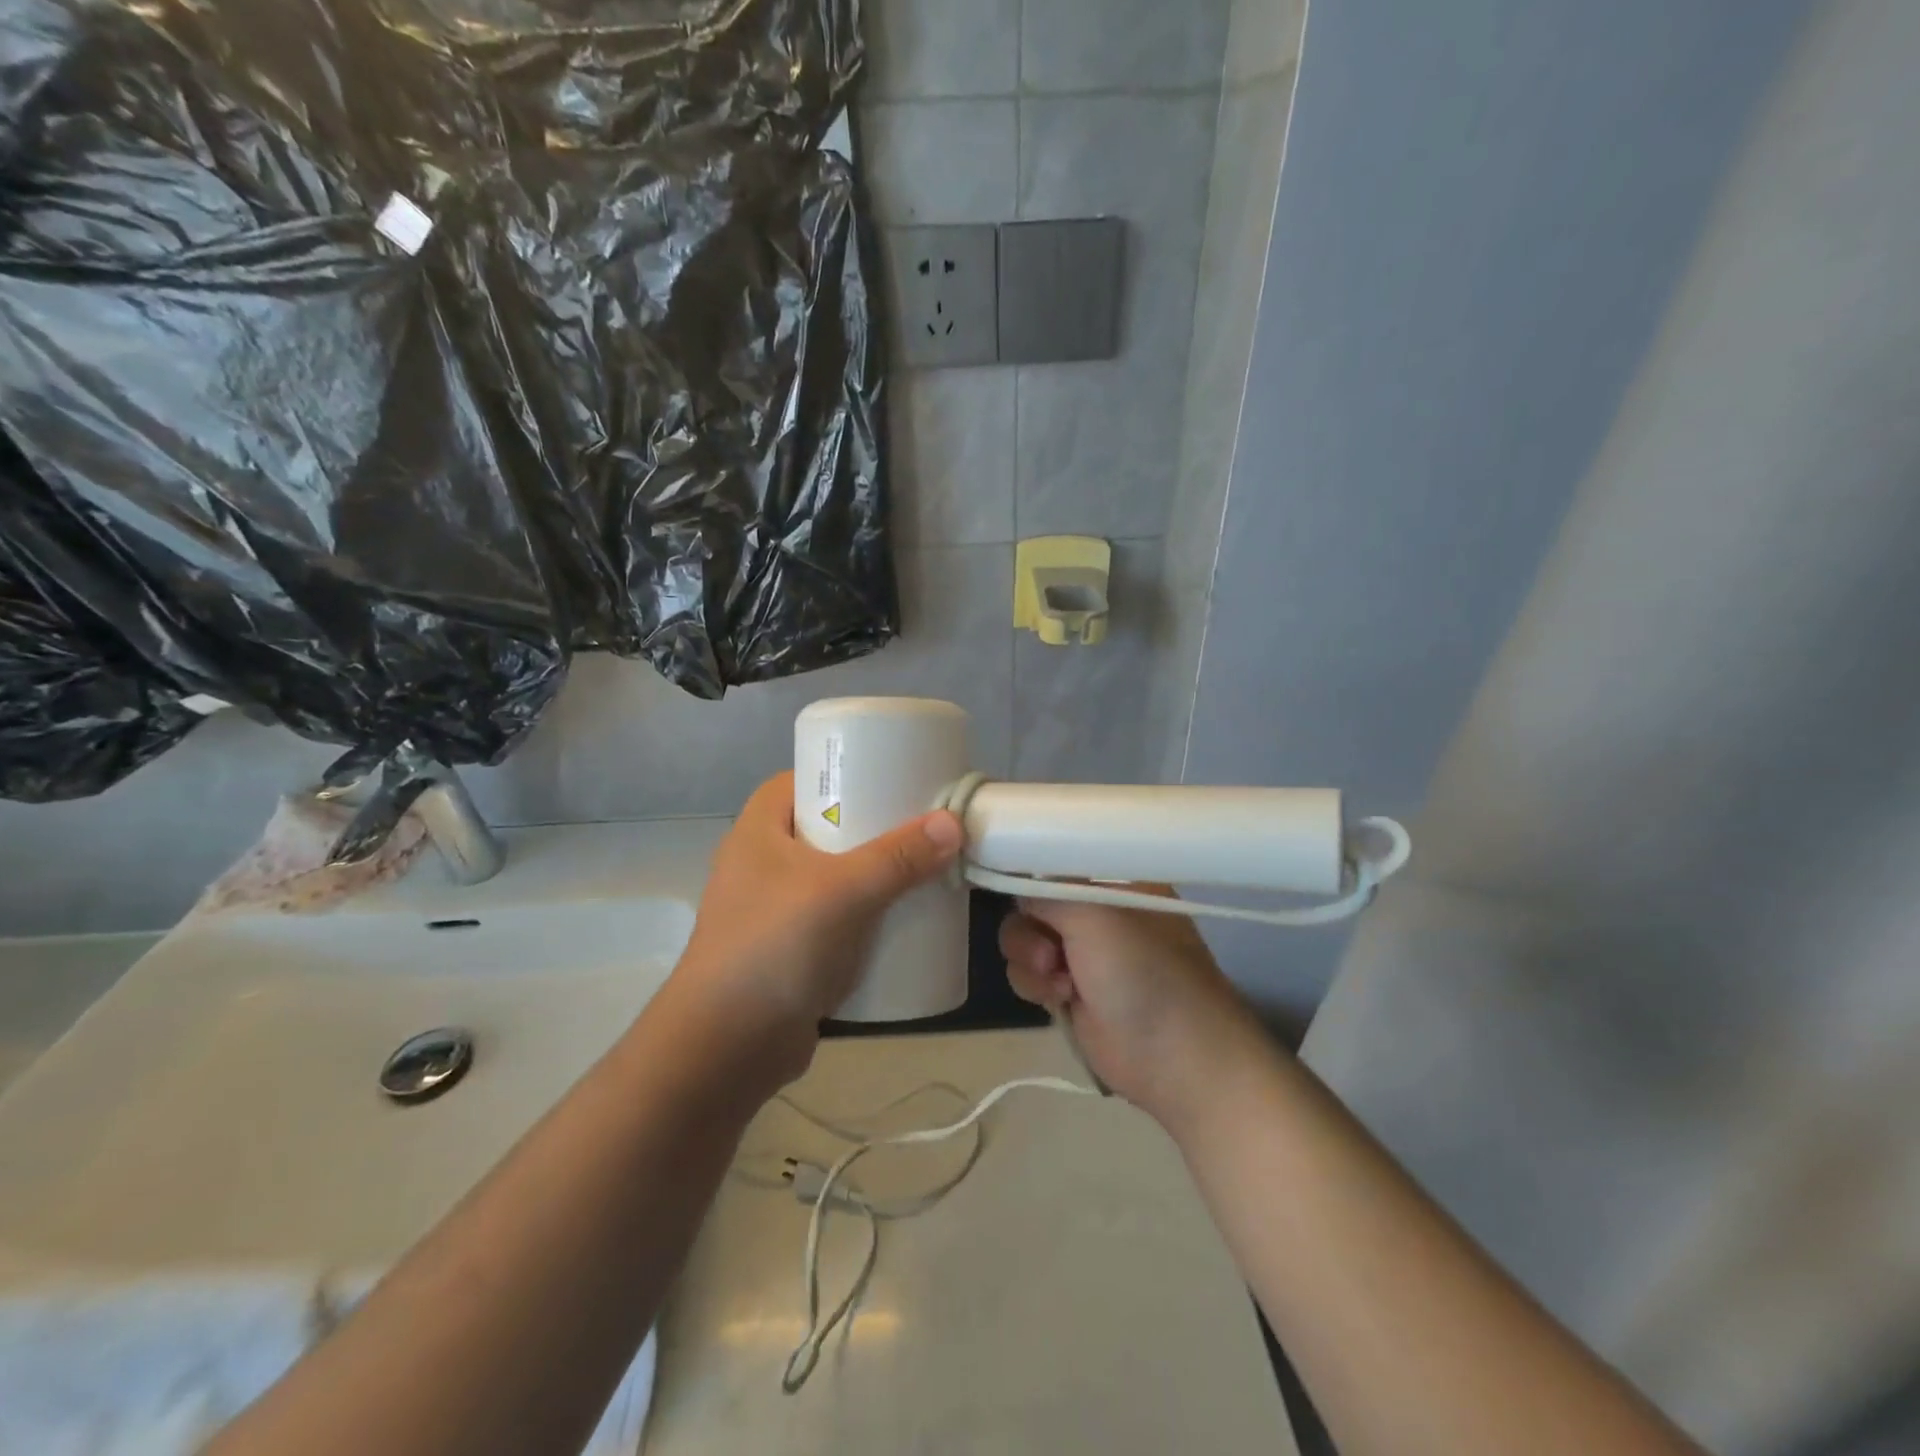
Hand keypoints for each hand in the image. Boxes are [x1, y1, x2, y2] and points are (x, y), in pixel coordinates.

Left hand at [668, 772, 965, 1090]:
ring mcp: (774, 911)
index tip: (887, 775)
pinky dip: (865, 916)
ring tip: (920, 867)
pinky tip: (901, 919)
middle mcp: (761, 865)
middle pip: (823, 828)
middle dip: (870, 827)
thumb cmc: (775, 948)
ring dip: (872, 875)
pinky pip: (836, 920)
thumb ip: (898, 857)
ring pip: (833, 877)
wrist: (727, 1049)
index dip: (838, 772)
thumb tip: (952, 823)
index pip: (796, 780)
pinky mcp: (790, 952)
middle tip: (917, 824)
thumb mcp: (841, 892)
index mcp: (758, 832)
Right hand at [999, 891, 1271, 1128]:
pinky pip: (1028, 972)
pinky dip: (1034, 984)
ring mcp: (1083, 951)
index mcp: (1114, 880)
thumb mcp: (1093, 914)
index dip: (1030, 873)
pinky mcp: (1069, 989)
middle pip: (1032, 901)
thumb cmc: (1143, 972)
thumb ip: (1046, 891)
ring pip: (1025, 938)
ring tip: (1059, 982)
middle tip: (1050, 953)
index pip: (1057, 861)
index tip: (1010, 887)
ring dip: (1030, 960)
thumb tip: (1017, 890)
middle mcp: (1097, 909)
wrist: (1176, 1059)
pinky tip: (1060, 1000)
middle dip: (1031, 928)